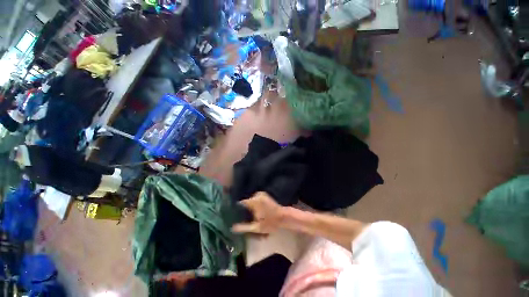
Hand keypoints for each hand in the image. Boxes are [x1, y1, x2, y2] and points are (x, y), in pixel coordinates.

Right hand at [232, 192, 283, 234]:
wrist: (283, 217)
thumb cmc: (270, 223)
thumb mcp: (256, 228)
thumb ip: (243, 227)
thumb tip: (232, 227)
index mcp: (254, 201)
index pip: (241, 203)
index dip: (237, 209)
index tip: (234, 215)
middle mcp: (256, 195)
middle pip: (246, 202)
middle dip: (243, 209)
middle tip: (242, 218)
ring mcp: (261, 194)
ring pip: (250, 200)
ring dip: (249, 207)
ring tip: (249, 216)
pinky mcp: (264, 195)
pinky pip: (255, 199)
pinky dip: (253, 204)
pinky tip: (255, 211)